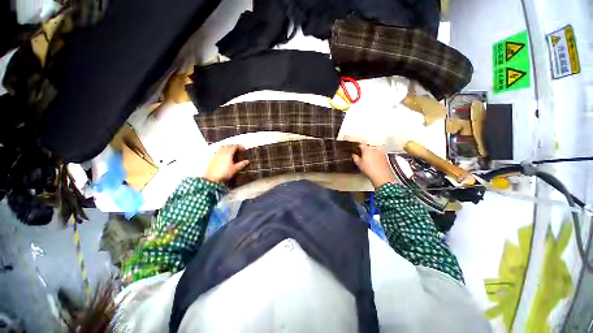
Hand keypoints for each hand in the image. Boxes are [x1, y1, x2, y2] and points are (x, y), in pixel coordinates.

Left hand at [204, 145, 249, 183]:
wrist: (212, 178)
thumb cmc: (224, 173)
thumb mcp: (235, 169)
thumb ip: (241, 164)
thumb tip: (247, 161)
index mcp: (228, 154)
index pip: (235, 147)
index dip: (240, 147)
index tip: (244, 149)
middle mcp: (222, 152)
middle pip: (228, 146)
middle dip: (234, 146)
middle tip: (238, 149)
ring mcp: (216, 155)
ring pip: (222, 147)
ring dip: (227, 147)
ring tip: (231, 150)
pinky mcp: (212, 158)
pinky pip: (217, 151)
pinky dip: (222, 150)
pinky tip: (223, 154)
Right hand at [352, 144, 394, 188]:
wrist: (381, 176)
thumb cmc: (370, 170)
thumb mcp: (359, 164)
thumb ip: (355, 158)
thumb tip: (354, 155)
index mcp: (367, 149)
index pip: (361, 144)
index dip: (358, 146)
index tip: (357, 148)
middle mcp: (374, 149)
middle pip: (368, 147)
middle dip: (365, 150)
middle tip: (362, 155)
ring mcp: (381, 152)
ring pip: (375, 149)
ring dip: (371, 152)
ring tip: (369, 158)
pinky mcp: (385, 156)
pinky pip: (379, 153)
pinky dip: (377, 155)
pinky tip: (375, 161)